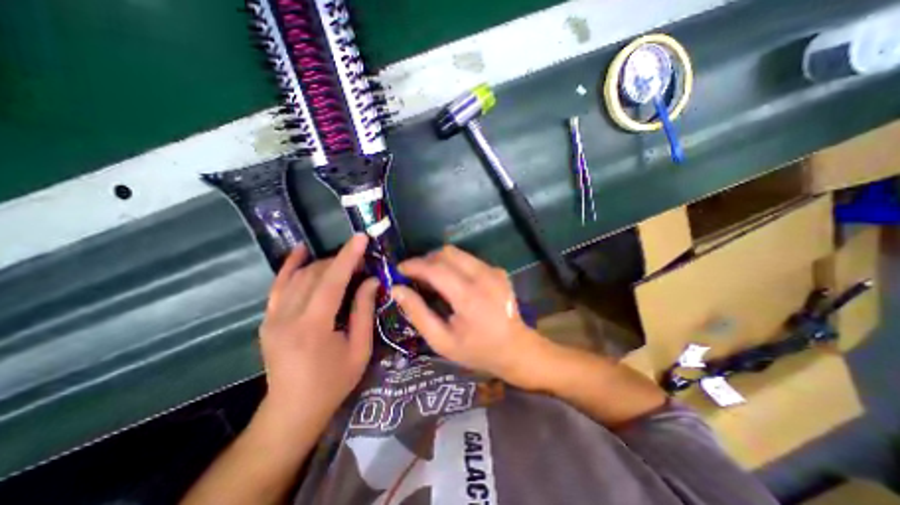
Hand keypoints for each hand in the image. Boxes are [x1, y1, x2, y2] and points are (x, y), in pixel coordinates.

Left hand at [258, 233, 376, 424]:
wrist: (292, 410)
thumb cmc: (333, 382)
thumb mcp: (359, 348)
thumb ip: (364, 311)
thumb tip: (372, 281)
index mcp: (312, 327)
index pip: (332, 281)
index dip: (348, 257)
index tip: (361, 238)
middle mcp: (287, 317)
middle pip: (315, 275)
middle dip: (340, 260)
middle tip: (361, 259)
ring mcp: (273, 317)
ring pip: (298, 276)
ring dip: (323, 264)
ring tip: (343, 262)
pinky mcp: (268, 319)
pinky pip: (278, 285)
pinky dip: (290, 266)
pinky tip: (300, 251)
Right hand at [392, 245, 548, 390]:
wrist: (516, 349)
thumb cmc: (477, 350)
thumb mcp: (441, 341)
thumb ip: (418, 313)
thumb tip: (397, 289)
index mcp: (468, 296)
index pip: (435, 268)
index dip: (413, 265)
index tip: (399, 270)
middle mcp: (483, 276)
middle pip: (447, 253)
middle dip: (426, 260)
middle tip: (415, 276)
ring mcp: (493, 271)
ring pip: (458, 253)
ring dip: (439, 261)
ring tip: (431, 278)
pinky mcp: (498, 270)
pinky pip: (469, 260)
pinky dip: (454, 266)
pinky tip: (452, 283)